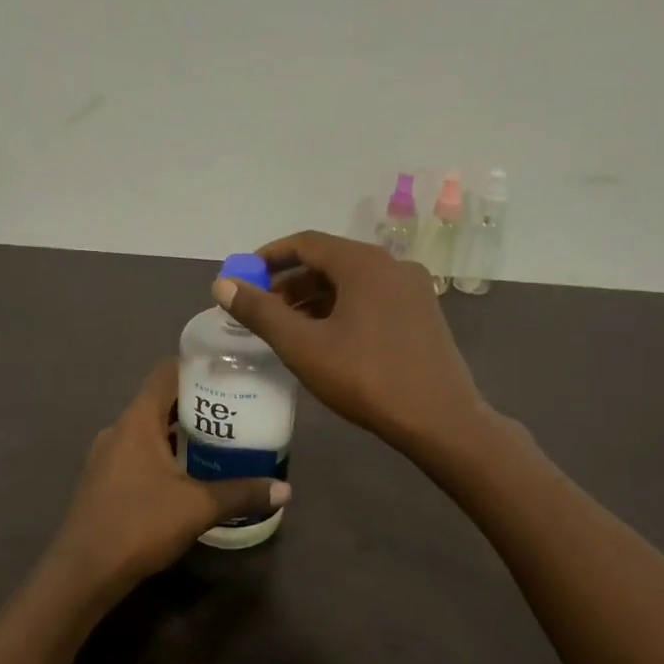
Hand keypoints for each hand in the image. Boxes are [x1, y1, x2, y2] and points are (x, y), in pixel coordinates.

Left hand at [48, 359, 289, 593]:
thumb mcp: (198, 507)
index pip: (165, 373)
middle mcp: (117, 430)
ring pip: (148, 431)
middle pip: (159, 402)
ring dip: (178, 433)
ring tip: (217, 443)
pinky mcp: (102, 482)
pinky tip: (186, 476)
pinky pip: (137, 454)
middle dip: (196, 405)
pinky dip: (162, 456)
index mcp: (136, 421)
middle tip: (235, 412)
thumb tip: (285, 490)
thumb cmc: (139, 524)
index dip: (196, 366)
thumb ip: (242, 493)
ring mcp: (105, 457)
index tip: (228, 372)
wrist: (83, 572)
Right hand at [213, 231, 487, 455]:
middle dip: (291, 281)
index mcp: (364, 263)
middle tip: (262, 308)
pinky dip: (342, 309)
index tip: (244, 276)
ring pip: (353, 282)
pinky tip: (326, 338)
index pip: (306, 243)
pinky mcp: (423, 314)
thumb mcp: (303, 347)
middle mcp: (392, 265)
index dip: (270, 256)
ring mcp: (413, 289)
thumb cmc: (366, 379)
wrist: (440, 420)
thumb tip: (223, 284)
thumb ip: (260, 313)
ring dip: (316, 298)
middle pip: (330, 261)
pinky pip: (372, 299)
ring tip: (287, 327)